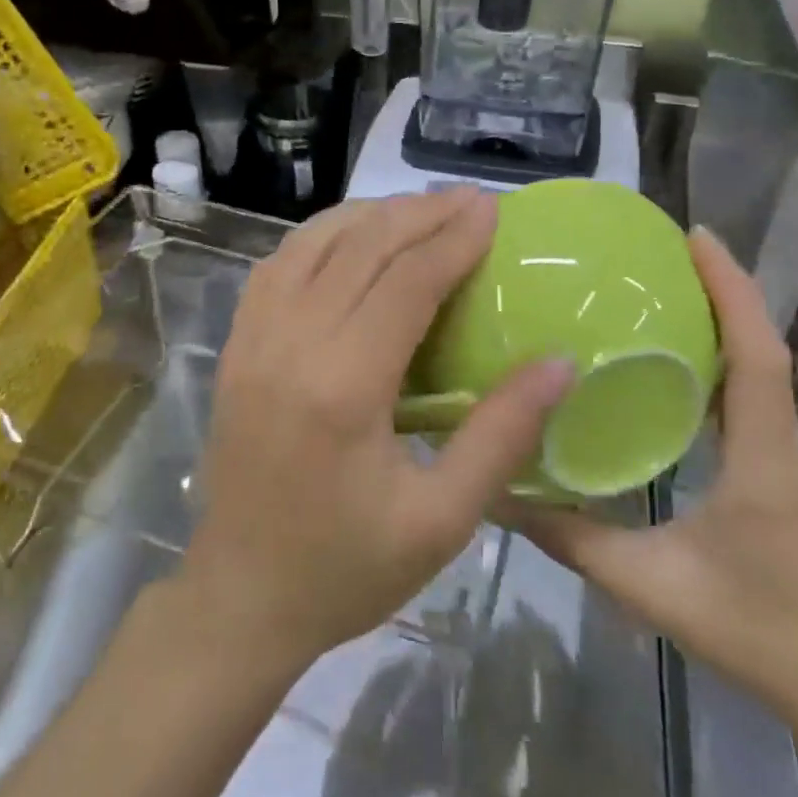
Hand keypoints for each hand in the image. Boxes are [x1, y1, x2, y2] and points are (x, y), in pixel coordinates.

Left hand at [182, 187, 575, 672]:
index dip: (453, 238)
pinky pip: (276, 267)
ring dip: (368, 217)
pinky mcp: (236, 347)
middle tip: (468, 200)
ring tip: (418, 209)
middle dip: (418, 214)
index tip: (492, 209)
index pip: (405, 282)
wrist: (241, 596)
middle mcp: (290, 345)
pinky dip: (319, 237)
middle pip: (360, 248)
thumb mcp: (442, 520)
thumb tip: (561, 362)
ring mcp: (253, 340)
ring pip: (311, 244)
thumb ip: (502, 434)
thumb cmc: (347, 569)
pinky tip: (349, 237)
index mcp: (343, 386)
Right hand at [506, 227, 797, 723]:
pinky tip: (678, 352)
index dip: (731, 290)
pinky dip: (723, 354)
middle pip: (760, 345)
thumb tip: (502, 496)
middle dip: (723, 287)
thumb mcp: (646, 584)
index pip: (756, 355)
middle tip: (666, 249)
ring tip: (668, 284)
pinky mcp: (775, 465)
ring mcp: (783, 453)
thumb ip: (571, 539)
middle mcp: (780, 441)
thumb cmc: (750, 627)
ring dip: (725, 316)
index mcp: (761, 455)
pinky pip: (751, 392)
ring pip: (760, 365)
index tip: (697, 238)